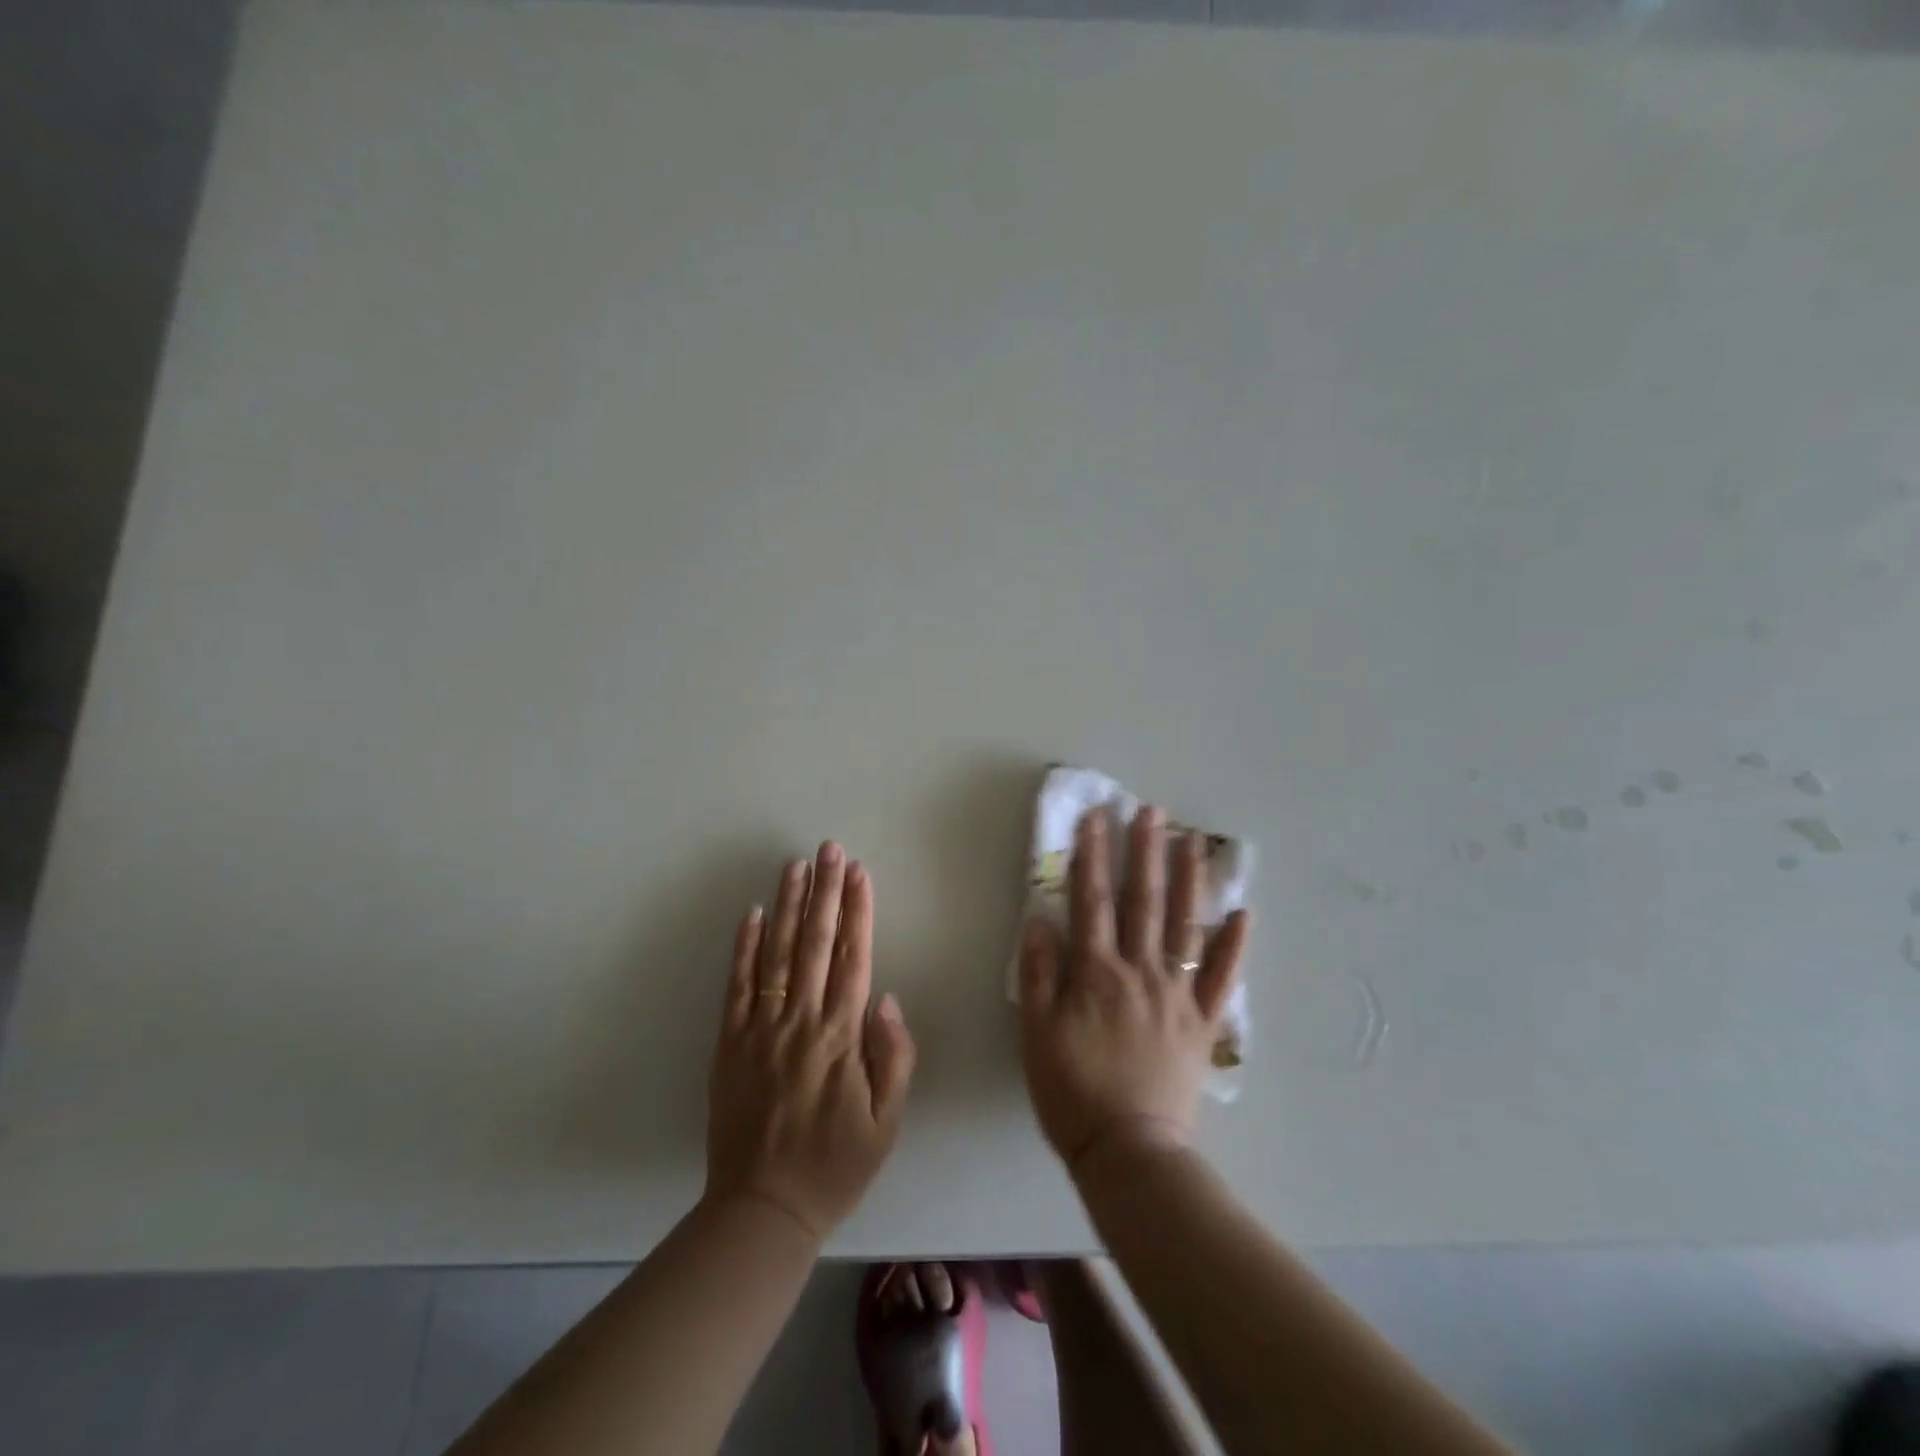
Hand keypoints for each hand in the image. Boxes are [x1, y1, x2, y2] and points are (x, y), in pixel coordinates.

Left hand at [704, 843, 917, 1242]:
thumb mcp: (886, 1122)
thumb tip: (886, 999)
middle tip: (829, 849)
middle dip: (825, 891)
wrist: (763, 1209)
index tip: (859, 872)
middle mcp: (801, 1020)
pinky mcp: (730, 1042)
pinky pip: (737, 986)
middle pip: (816, 943)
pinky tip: (754, 914)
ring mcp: (761, 1028)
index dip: (858, 911)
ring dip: (789, 906)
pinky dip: (745, 947)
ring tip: (796, 866)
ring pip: (777, 953)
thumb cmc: (835, 1164)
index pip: (853, 957)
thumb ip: (894, 1057)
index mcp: (841, 1036)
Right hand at [1019, 804, 1249, 1171]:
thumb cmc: (1072, 1091)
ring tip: (1191, 841)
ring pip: (1184, 926)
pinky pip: (1221, 978)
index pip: (1091, 900)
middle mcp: (1140, 971)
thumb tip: (1041, 919)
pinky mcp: (1202, 1023)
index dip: (1092, 856)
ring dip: (1188, 881)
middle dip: (1145, 852)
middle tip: (1151, 811)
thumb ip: (1037, 973)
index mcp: (1096, 972)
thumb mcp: (1035, 1032)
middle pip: (1142, 901)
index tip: (1095, 817)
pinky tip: (1243, 914)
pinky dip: (1233, 946)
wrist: (1129, 1151)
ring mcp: (1177, 995)